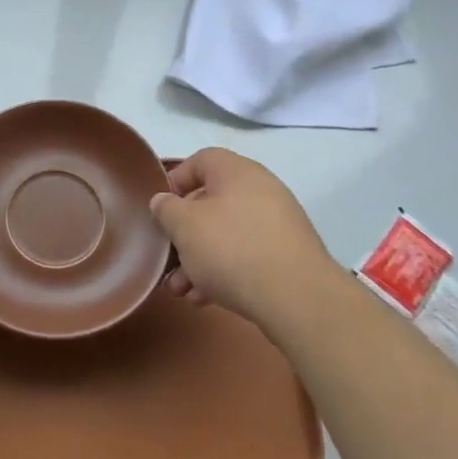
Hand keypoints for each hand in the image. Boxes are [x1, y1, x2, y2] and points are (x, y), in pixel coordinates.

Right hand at [149, 148, 340, 336]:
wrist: (296, 297)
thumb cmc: (231, 249)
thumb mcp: (184, 226)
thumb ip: (166, 209)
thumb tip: (163, 201)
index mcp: (237, 171)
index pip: (201, 160)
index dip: (176, 179)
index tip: (161, 208)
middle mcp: (260, 190)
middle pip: (211, 203)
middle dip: (184, 234)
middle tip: (168, 259)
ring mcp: (277, 223)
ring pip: (226, 234)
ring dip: (199, 259)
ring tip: (182, 290)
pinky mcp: (287, 255)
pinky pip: (246, 255)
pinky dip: (224, 271)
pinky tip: (207, 298)